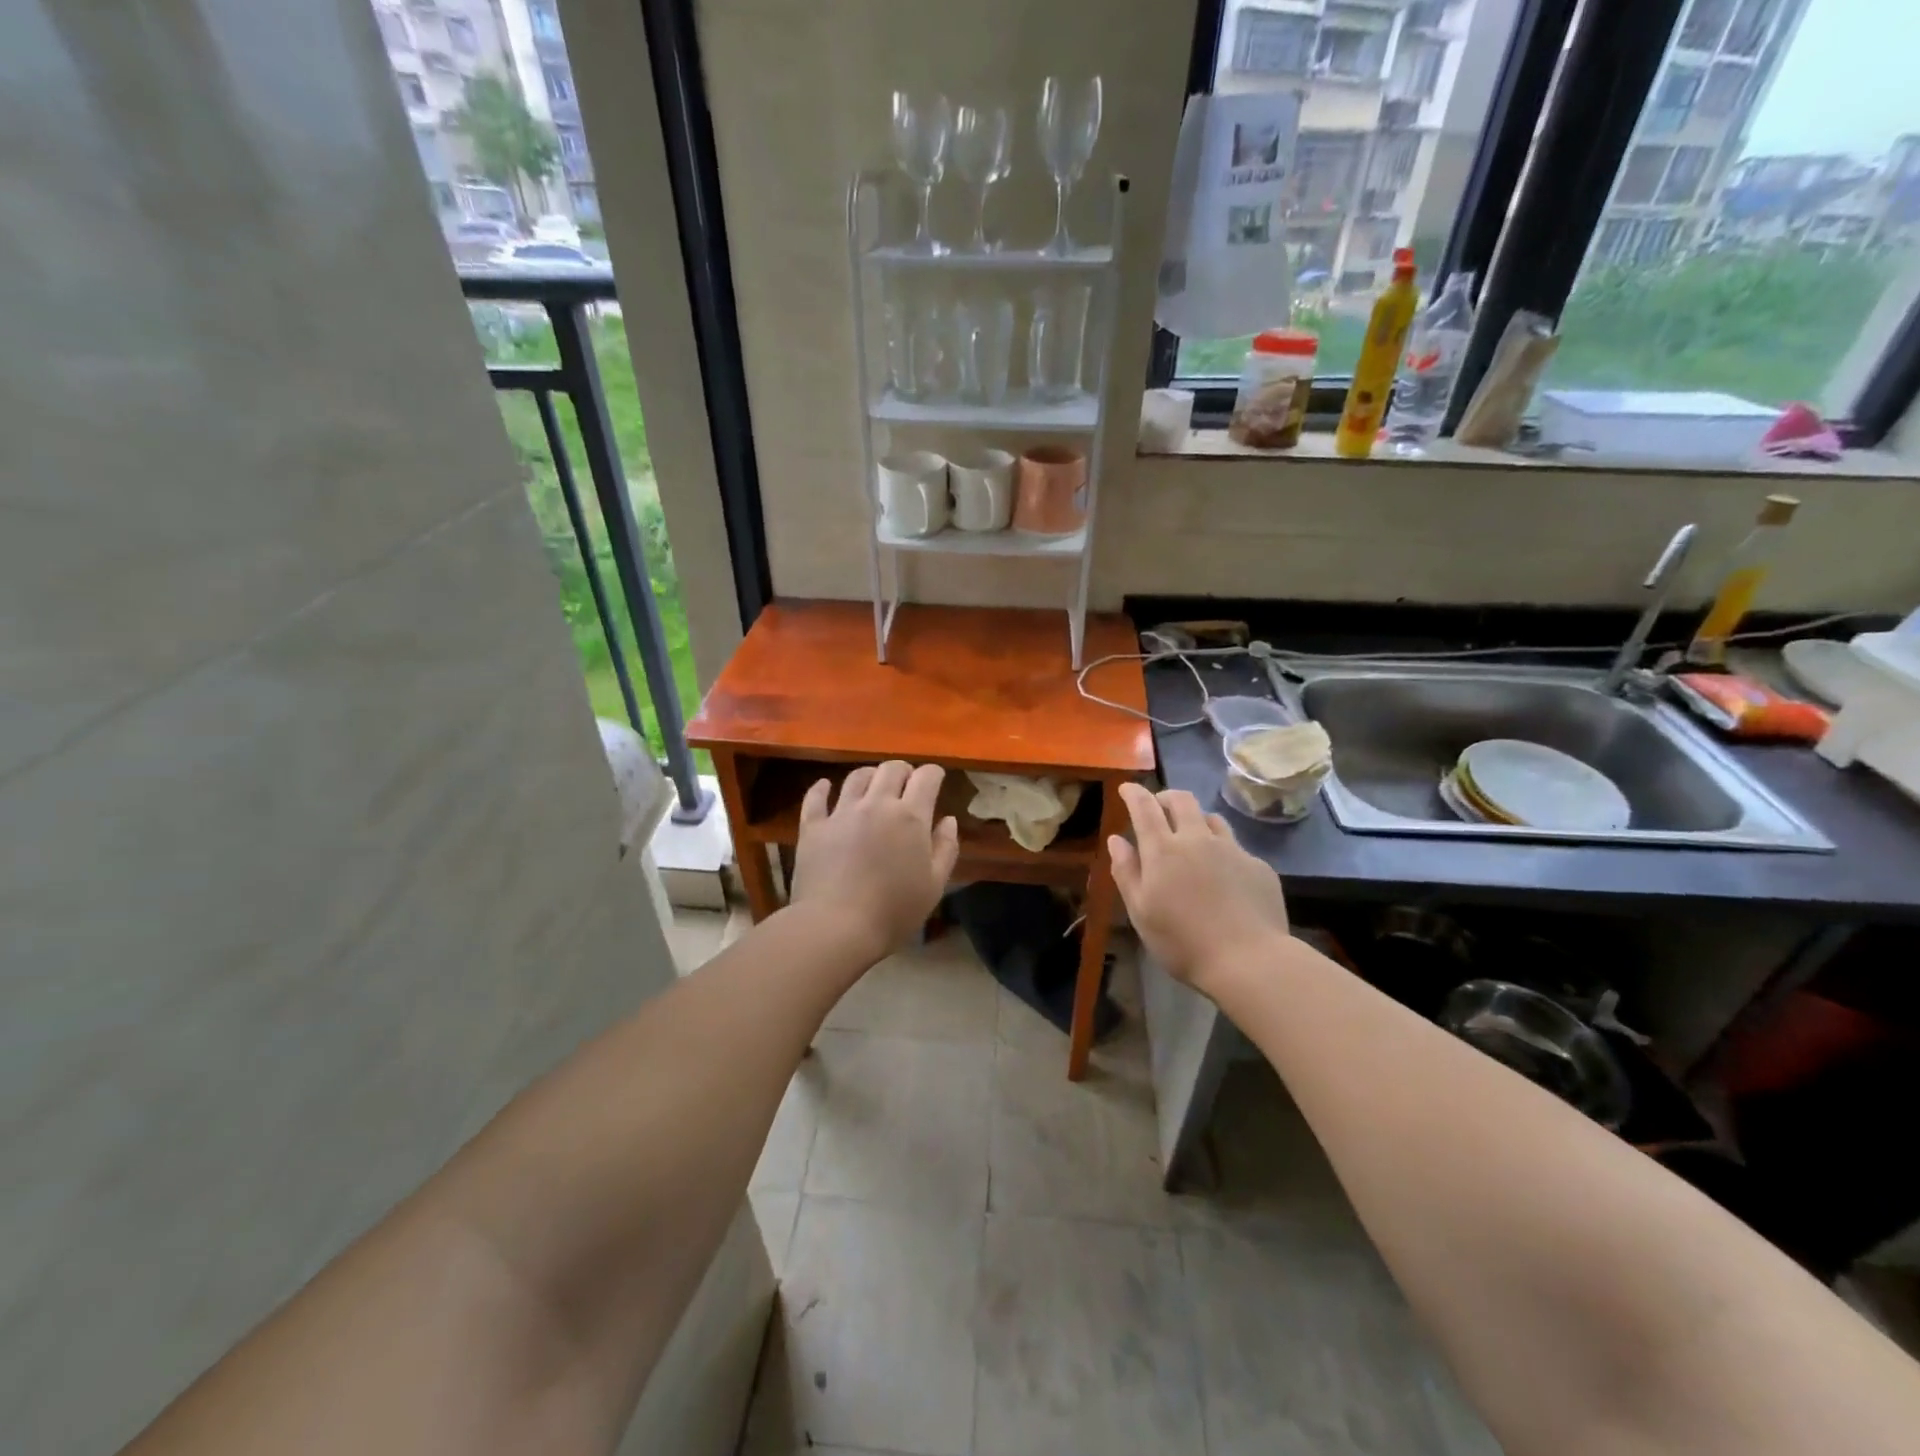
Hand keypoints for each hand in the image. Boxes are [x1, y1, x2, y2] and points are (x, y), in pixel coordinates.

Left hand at [790, 761, 960, 961]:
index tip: (937, 779)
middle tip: (907, 782)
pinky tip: (825, 787)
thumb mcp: (934, 885)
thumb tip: (949, 820)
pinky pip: (816, 798)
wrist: (836, 926)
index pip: (926, 777)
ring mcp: (841, 813)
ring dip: (870, 775)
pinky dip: (822, 788)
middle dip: (904, 771)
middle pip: (891, 769)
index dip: (934, 773)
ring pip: (856, 777)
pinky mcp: (813, 826)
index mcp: (910, 817)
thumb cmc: (893, 911)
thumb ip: (945, 848)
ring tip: (873, 784)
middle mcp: (876, 804)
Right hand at [1109, 783, 1290, 998]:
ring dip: (1196, 820)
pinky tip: (1224, 875)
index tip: (1127, 788)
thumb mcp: (1140, 912)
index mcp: (1163, 850)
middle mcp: (1197, 839)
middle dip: (1166, 797)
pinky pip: (1236, 847)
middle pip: (1182, 800)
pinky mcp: (1258, 866)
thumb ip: (1126, 871)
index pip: (1144, 808)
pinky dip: (1222, 851)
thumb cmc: (1182, 941)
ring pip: (1212, 819)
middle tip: (1159, 806)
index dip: (1134, 793)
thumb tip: (1117, 839)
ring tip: (1192, 836)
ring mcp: (1232, 849)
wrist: (1249, 961)